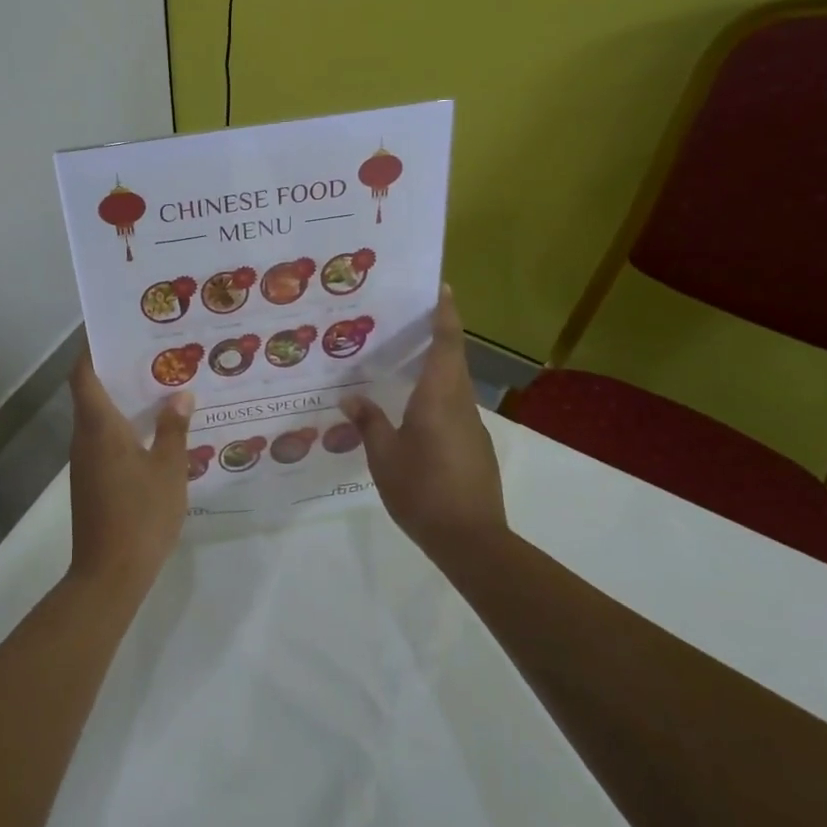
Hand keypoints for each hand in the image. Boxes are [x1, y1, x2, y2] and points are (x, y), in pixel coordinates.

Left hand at [67, 352, 192, 592]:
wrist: (110, 573)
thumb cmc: (141, 514)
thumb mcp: (168, 469)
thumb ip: (173, 429)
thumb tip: (180, 395)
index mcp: (99, 427)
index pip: (84, 374)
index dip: (92, 348)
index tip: (113, 328)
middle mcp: (85, 438)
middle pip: (91, 392)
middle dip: (117, 370)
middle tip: (154, 353)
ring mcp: (85, 462)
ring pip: (99, 418)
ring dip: (123, 400)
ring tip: (161, 386)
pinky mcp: (91, 481)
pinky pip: (105, 440)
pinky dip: (124, 427)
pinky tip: (154, 431)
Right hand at [341, 286, 507, 551]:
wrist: (470, 539)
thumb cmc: (422, 490)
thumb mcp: (384, 456)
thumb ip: (368, 422)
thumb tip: (350, 396)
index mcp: (439, 397)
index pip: (447, 343)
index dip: (445, 313)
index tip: (441, 287)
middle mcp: (460, 404)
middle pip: (453, 359)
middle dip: (436, 335)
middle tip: (404, 322)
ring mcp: (472, 426)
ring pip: (454, 385)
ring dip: (435, 368)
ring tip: (401, 364)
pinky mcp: (475, 447)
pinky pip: (454, 409)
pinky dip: (436, 397)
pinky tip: (413, 413)